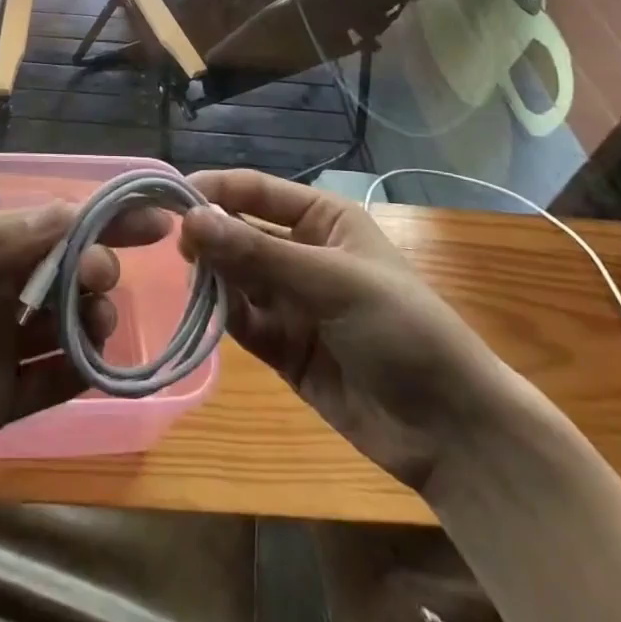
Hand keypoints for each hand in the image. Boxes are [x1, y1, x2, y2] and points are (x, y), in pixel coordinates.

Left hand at [0, 203, 165, 508]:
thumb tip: (68, 213)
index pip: (52, 222)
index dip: (102, 216)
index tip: (155, 218)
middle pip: (69, 269)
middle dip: (96, 267)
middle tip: (100, 281)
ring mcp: (1, 344)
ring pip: (69, 323)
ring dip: (94, 319)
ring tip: (94, 328)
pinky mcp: (1, 399)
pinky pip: (55, 382)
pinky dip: (83, 374)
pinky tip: (100, 370)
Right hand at [179, 170, 511, 488]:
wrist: (451, 431)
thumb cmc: (401, 329)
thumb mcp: (331, 281)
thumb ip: (258, 252)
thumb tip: (191, 218)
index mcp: (322, 218)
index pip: (256, 190)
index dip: (215, 190)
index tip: (169, 199)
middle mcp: (301, 252)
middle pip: (240, 231)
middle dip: (210, 234)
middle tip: (174, 246)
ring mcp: (291, 301)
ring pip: (236, 276)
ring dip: (212, 275)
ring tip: (187, 279)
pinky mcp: (282, 347)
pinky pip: (242, 320)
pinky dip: (221, 315)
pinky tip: (203, 311)